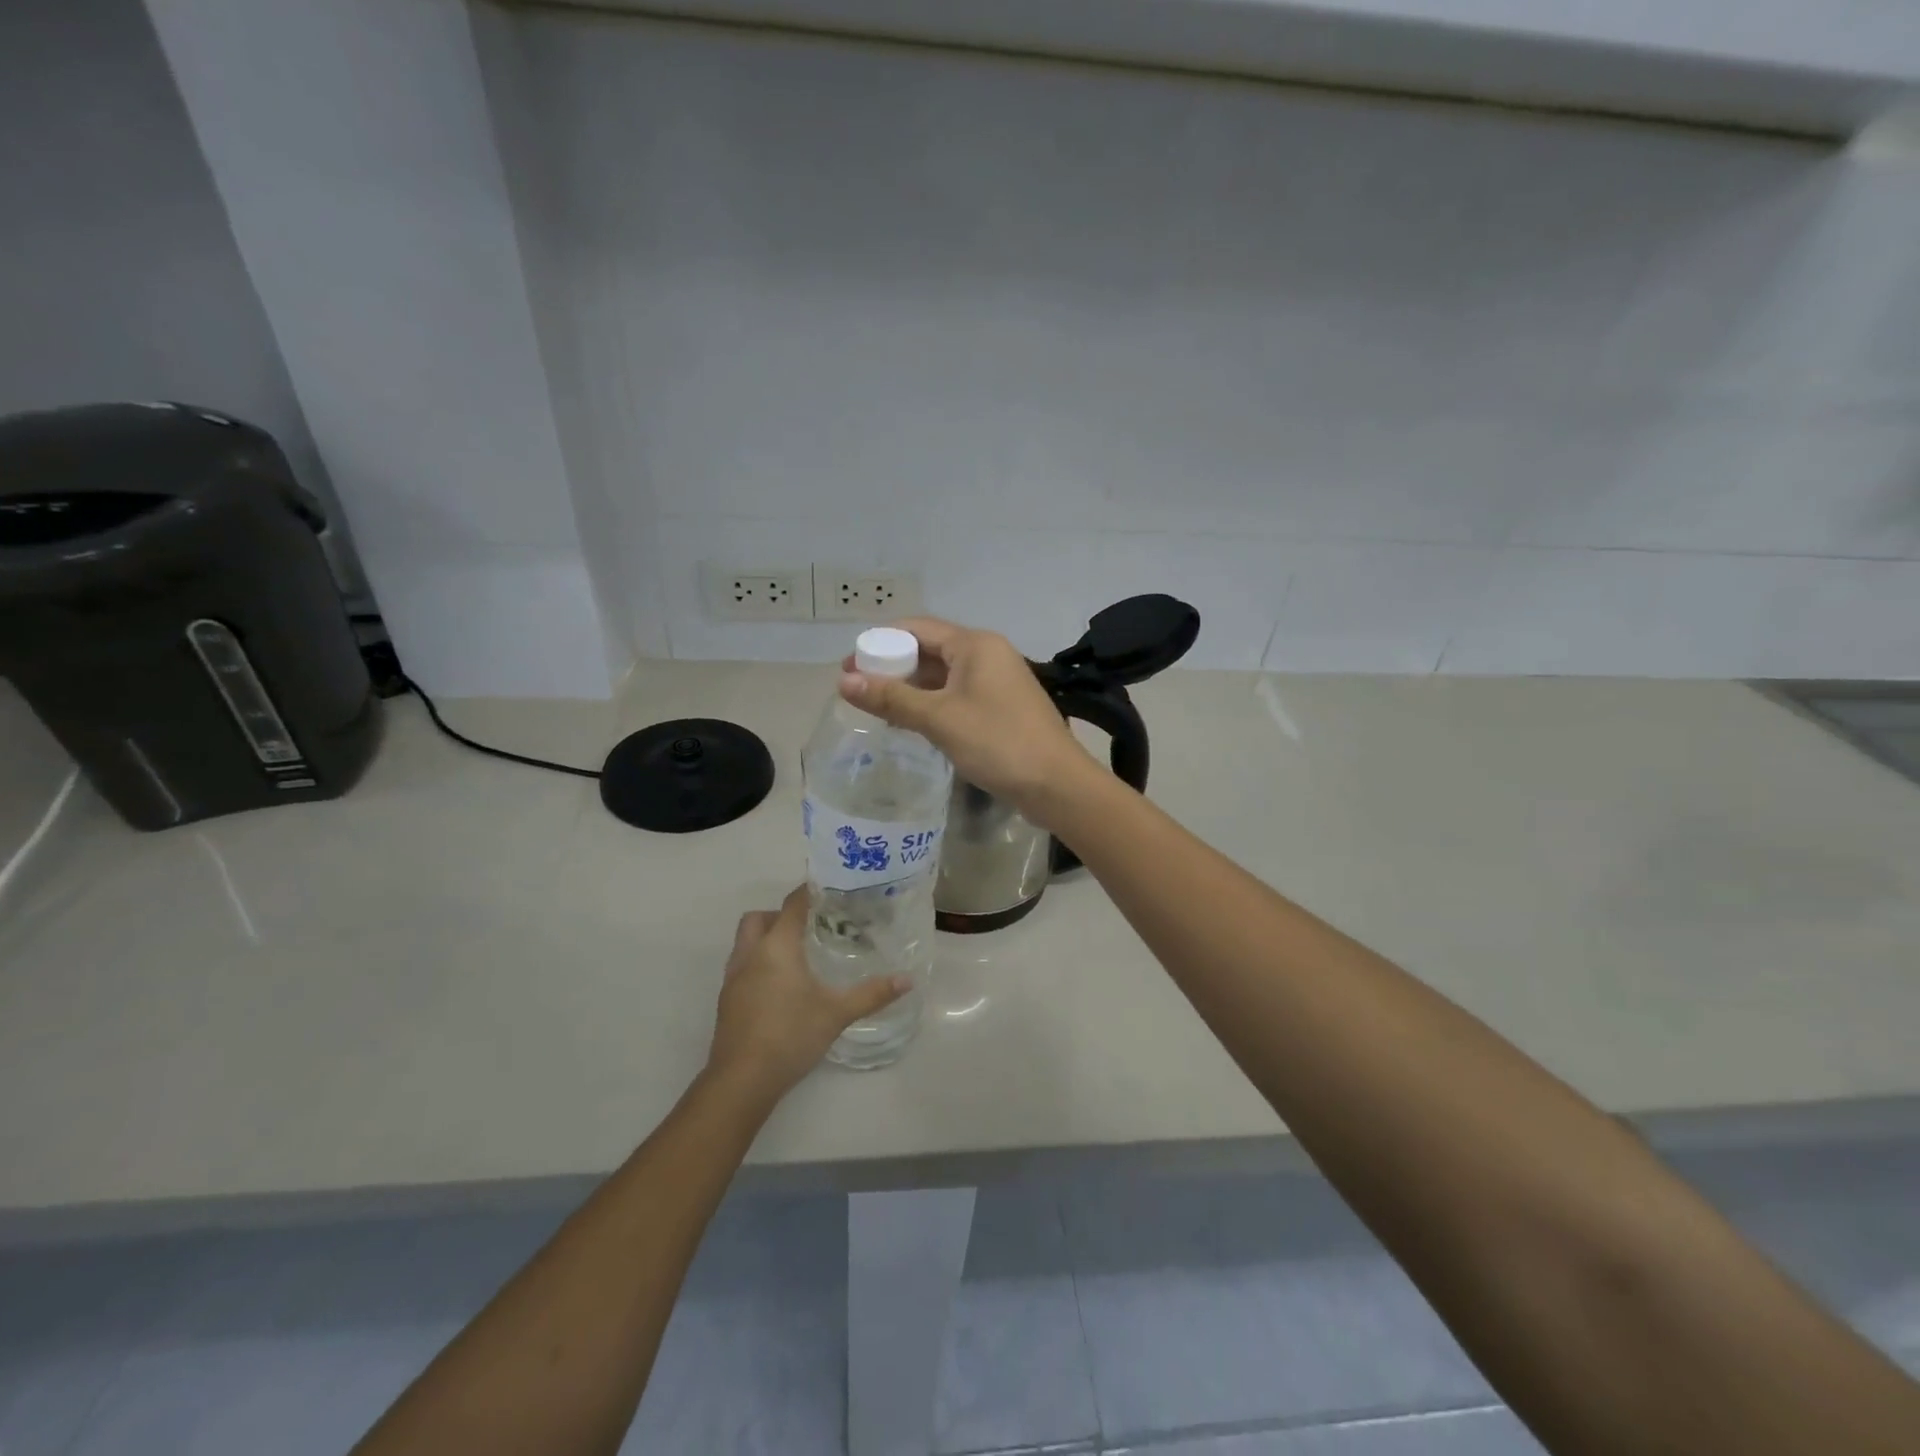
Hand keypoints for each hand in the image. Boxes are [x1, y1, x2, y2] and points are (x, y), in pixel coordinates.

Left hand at [706, 888, 907, 1101]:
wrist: (741, 1080)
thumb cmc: (791, 1036)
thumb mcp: (837, 1013)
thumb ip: (872, 994)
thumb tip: (908, 980)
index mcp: (777, 947)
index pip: (792, 905)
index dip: (808, 891)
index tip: (827, 887)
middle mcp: (750, 954)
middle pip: (759, 917)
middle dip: (781, 915)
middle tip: (809, 926)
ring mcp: (733, 978)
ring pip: (745, 941)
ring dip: (766, 938)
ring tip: (797, 955)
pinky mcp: (727, 1000)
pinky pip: (741, 965)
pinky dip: (758, 962)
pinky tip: (780, 985)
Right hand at [840, 617, 1094, 823]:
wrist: (1057, 784)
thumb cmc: (997, 742)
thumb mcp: (939, 718)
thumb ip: (891, 698)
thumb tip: (844, 681)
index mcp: (975, 645)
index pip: (917, 628)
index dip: (880, 643)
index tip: (849, 666)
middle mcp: (987, 654)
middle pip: (929, 650)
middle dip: (893, 666)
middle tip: (858, 689)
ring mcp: (997, 681)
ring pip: (943, 676)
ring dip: (910, 688)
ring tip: (877, 707)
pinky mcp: (1001, 707)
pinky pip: (957, 695)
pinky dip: (931, 703)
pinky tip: (910, 722)